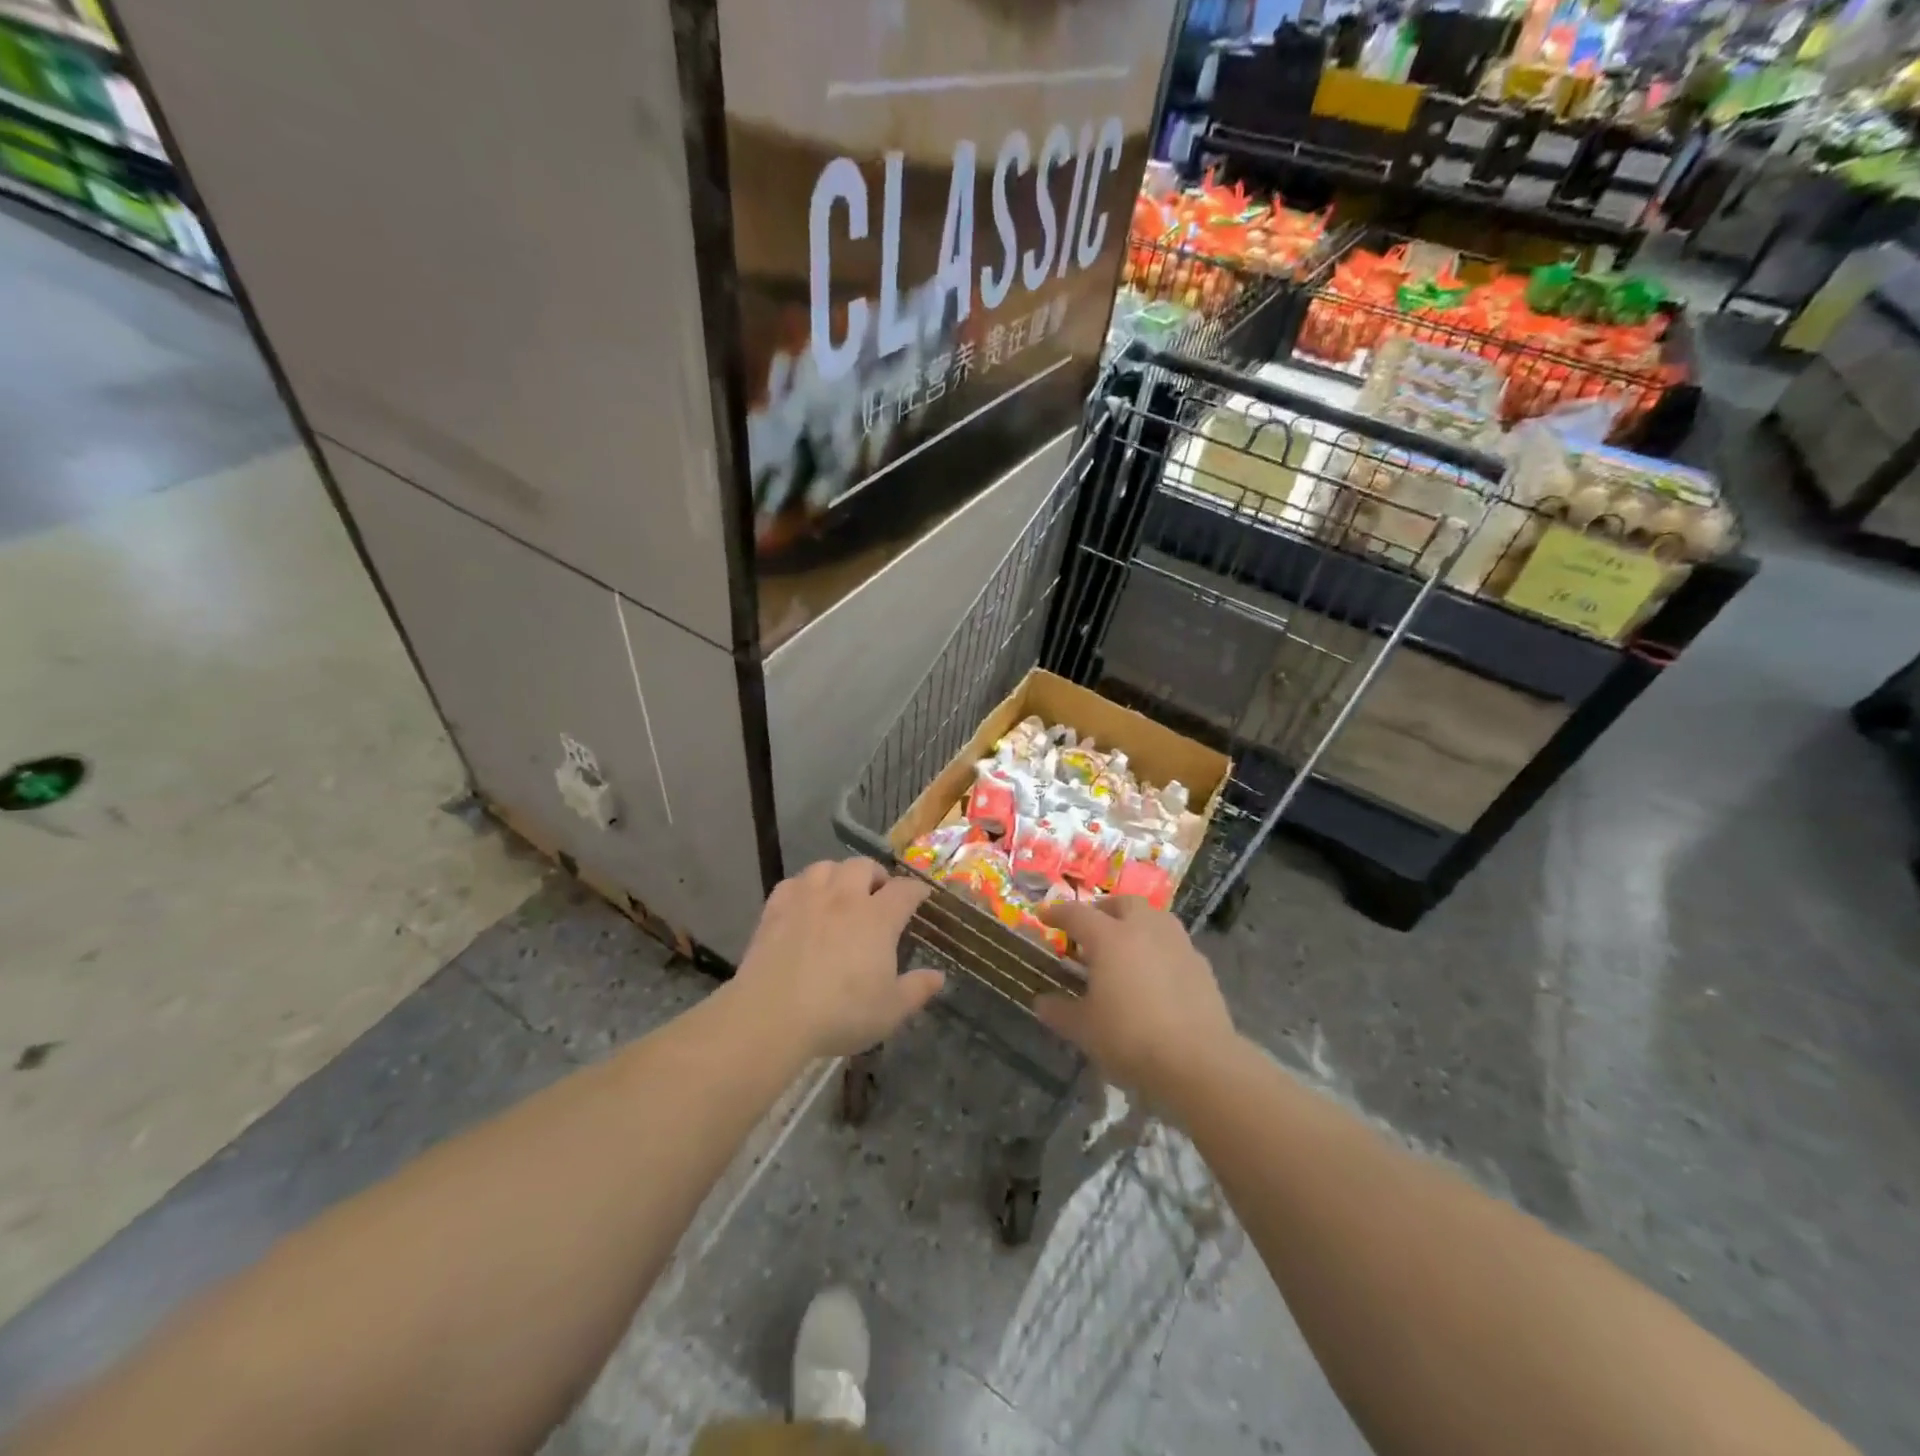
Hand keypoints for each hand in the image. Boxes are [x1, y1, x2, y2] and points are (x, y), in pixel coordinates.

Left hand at [734, 858, 941, 1058]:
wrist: (772, 1016)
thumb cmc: (841, 1013)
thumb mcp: (890, 1010)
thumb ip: (917, 990)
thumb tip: (938, 976)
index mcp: (877, 918)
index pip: (904, 890)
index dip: (916, 891)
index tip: (920, 896)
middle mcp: (844, 898)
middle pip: (863, 866)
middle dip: (876, 875)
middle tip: (879, 894)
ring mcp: (807, 899)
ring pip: (826, 866)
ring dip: (839, 874)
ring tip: (841, 892)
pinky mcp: (775, 909)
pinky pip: (793, 882)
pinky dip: (804, 886)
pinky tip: (805, 903)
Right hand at [1032, 897, 1235, 1099]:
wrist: (1198, 1061)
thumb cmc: (1131, 1038)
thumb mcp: (1084, 1030)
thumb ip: (1060, 1011)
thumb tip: (1042, 1002)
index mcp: (1109, 938)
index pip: (1077, 914)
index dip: (1058, 914)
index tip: (1045, 917)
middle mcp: (1144, 929)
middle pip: (1123, 903)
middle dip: (1104, 910)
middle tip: (1091, 929)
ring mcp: (1177, 944)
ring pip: (1154, 917)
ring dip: (1136, 923)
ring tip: (1125, 946)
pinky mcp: (1201, 965)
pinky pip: (1174, 943)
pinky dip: (1159, 948)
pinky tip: (1155, 973)